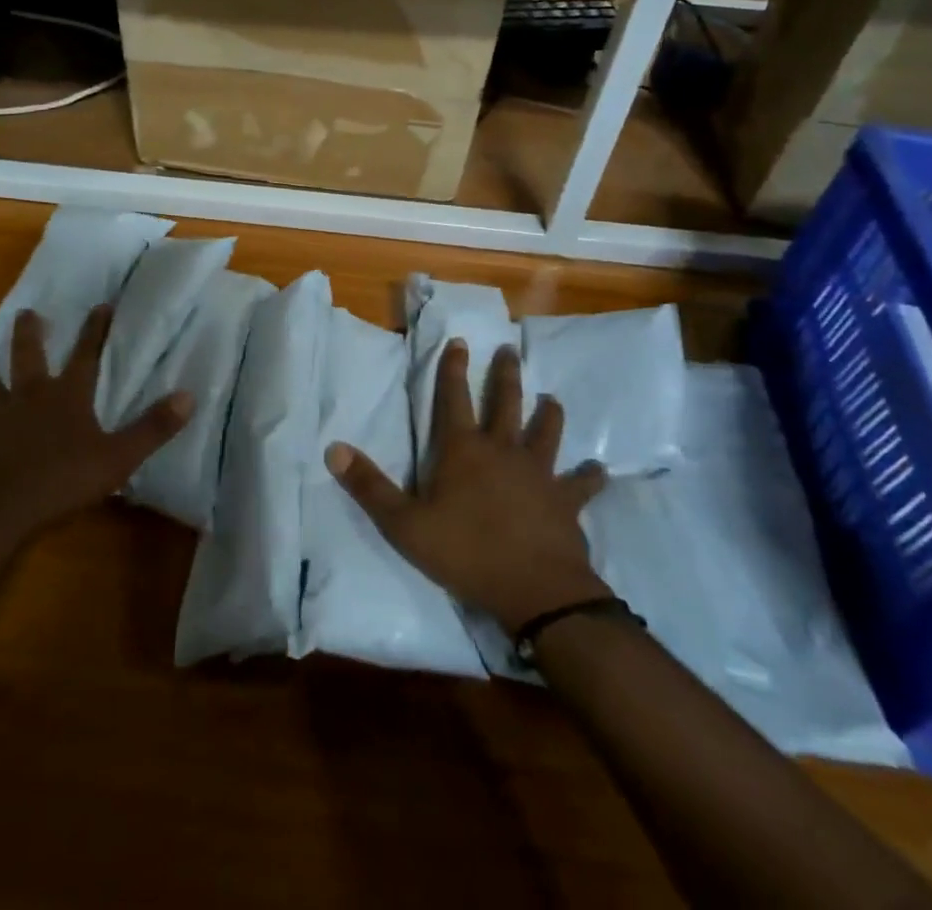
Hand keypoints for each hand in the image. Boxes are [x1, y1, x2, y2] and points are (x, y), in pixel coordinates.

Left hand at [0, 305, 192, 538]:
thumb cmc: (62, 481)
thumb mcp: (118, 457)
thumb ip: (153, 427)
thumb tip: (189, 396)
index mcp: (66, 395)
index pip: (86, 353)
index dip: (95, 329)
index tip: (101, 305)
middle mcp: (27, 394)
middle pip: (25, 353)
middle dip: (28, 331)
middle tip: (27, 314)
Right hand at [327, 341, 607, 633]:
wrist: (535, 590)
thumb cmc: (466, 552)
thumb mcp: (405, 524)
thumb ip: (369, 486)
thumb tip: (333, 447)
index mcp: (463, 450)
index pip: (454, 398)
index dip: (453, 369)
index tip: (460, 341)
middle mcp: (503, 451)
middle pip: (506, 402)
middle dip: (505, 374)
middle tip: (510, 351)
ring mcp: (539, 473)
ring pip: (546, 432)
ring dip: (549, 414)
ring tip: (553, 400)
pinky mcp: (566, 501)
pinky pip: (581, 484)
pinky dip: (590, 476)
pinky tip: (598, 470)